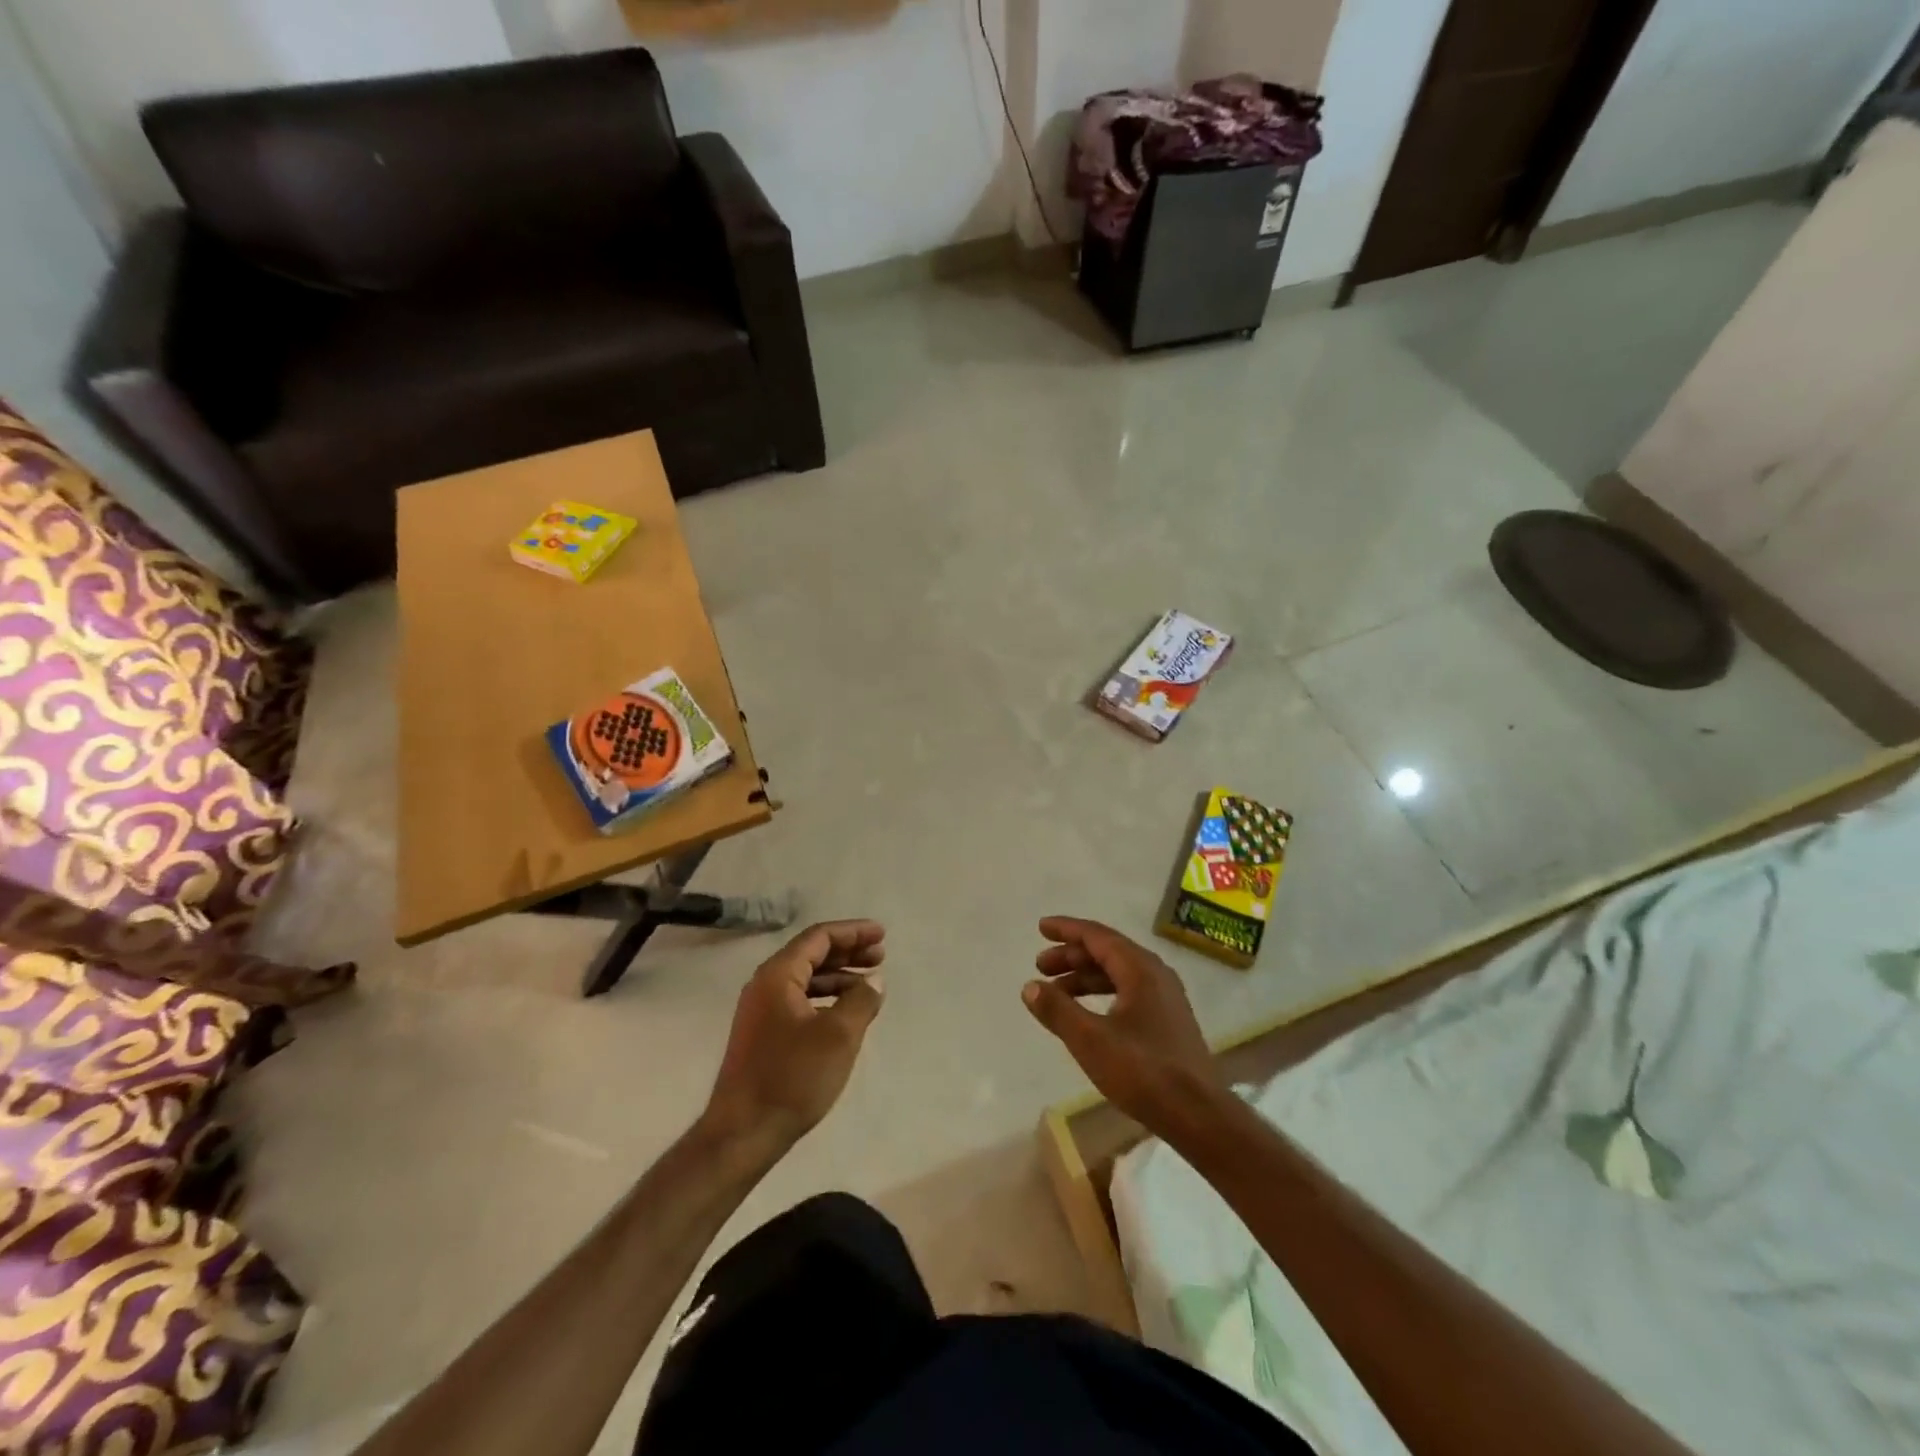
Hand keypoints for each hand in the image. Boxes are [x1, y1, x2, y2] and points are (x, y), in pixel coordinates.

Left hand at [703, 921, 885, 1150]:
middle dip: (848, 952)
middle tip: (880, 956)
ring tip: (869, 985)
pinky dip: (826, 998)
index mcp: (778, 975)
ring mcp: (761, 1011)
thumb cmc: (792, 1077)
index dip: (853, 932)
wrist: (742, 1133)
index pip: (819, 937)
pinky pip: (800, 1001)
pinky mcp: (763, 1035)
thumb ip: (861, 1000)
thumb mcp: (838, 1035)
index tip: (881, 934)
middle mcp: (765, 985)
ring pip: (806, 979)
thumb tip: (874, 980)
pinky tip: (845, 1012)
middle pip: (811, 954)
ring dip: (838, 976)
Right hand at [1023, 917, 1223, 1130]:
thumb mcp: (1091, 1040)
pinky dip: (1101, 993)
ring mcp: (1165, 997)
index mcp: (1140, 969)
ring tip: (1055, 993)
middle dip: (1072, 956)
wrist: (1200, 1116)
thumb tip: (1030, 986)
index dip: (1067, 929)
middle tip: (1041, 966)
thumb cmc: (1143, 1072)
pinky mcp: (1168, 1020)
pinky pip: (1128, 991)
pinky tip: (1086, 1013)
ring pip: (1118, 973)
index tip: (1041, 928)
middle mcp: (1155, 974)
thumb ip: (1057, 1010)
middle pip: (1107, 952)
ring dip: (1085, 977)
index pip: (1097, 936)